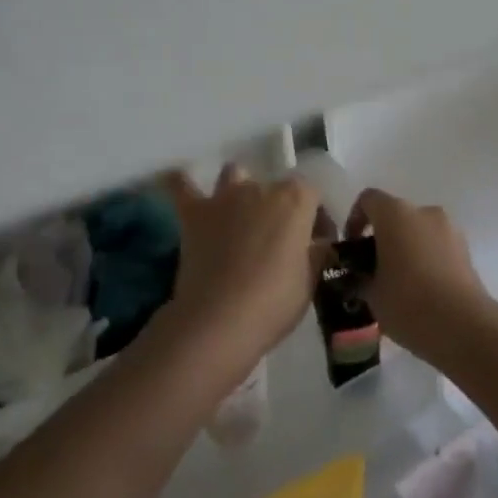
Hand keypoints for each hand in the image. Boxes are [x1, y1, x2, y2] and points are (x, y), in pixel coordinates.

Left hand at [159, 165, 324, 369]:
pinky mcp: (194, 213)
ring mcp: (225, 196)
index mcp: (295, 200)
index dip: (315, 217)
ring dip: (238, 191)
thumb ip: (315, 253)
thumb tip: (318, 243)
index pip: (312, 194)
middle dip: (278, 209)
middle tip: (276, 243)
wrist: (218, 322)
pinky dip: (182, 184)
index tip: (314, 242)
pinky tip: (180, 183)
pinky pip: (182, 187)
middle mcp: (261, 188)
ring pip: (234, 175)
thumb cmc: (273, 303)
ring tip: (238, 216)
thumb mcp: (310, 281)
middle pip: (274, 188)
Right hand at [352, 189, 492, 358]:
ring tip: (400, 283)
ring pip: (419, 231)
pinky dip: (427, 259)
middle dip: (383, 238)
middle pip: (396, 215)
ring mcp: (449, 229)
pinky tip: (423, 291)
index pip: (368, 200)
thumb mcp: (372, 295)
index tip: (352, 247)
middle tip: (374, 269)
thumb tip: (361, 278)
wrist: (463, 327)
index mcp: (395, 214)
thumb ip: (361, 279)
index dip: (355, 219)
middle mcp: (423, 212)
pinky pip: (438, 246)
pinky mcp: (466, 250)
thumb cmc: (408, 303)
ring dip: (407, 248)